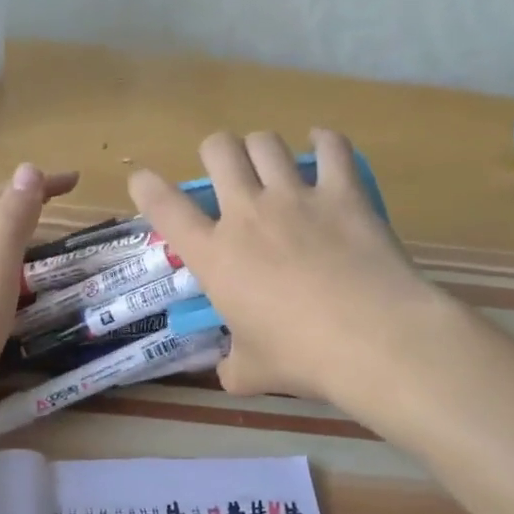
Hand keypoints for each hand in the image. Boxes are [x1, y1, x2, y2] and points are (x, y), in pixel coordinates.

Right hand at [127, 130, 435, 403]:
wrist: (371, 339)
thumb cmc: (301, 357)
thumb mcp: (252, 372)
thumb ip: (233, 366)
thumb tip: (229, 372)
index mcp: (215, 255)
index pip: (165, 209)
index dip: (147, 187)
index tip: (141, 179)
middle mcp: (248, 214)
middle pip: (219, 150)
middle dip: (215, 150)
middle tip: (226, 168)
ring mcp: (296, 198)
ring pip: (266, 143)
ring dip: (261, 146)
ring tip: (268, 159)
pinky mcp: (343, 194)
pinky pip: (331, 148)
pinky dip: (324, 141)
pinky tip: (322, 144)